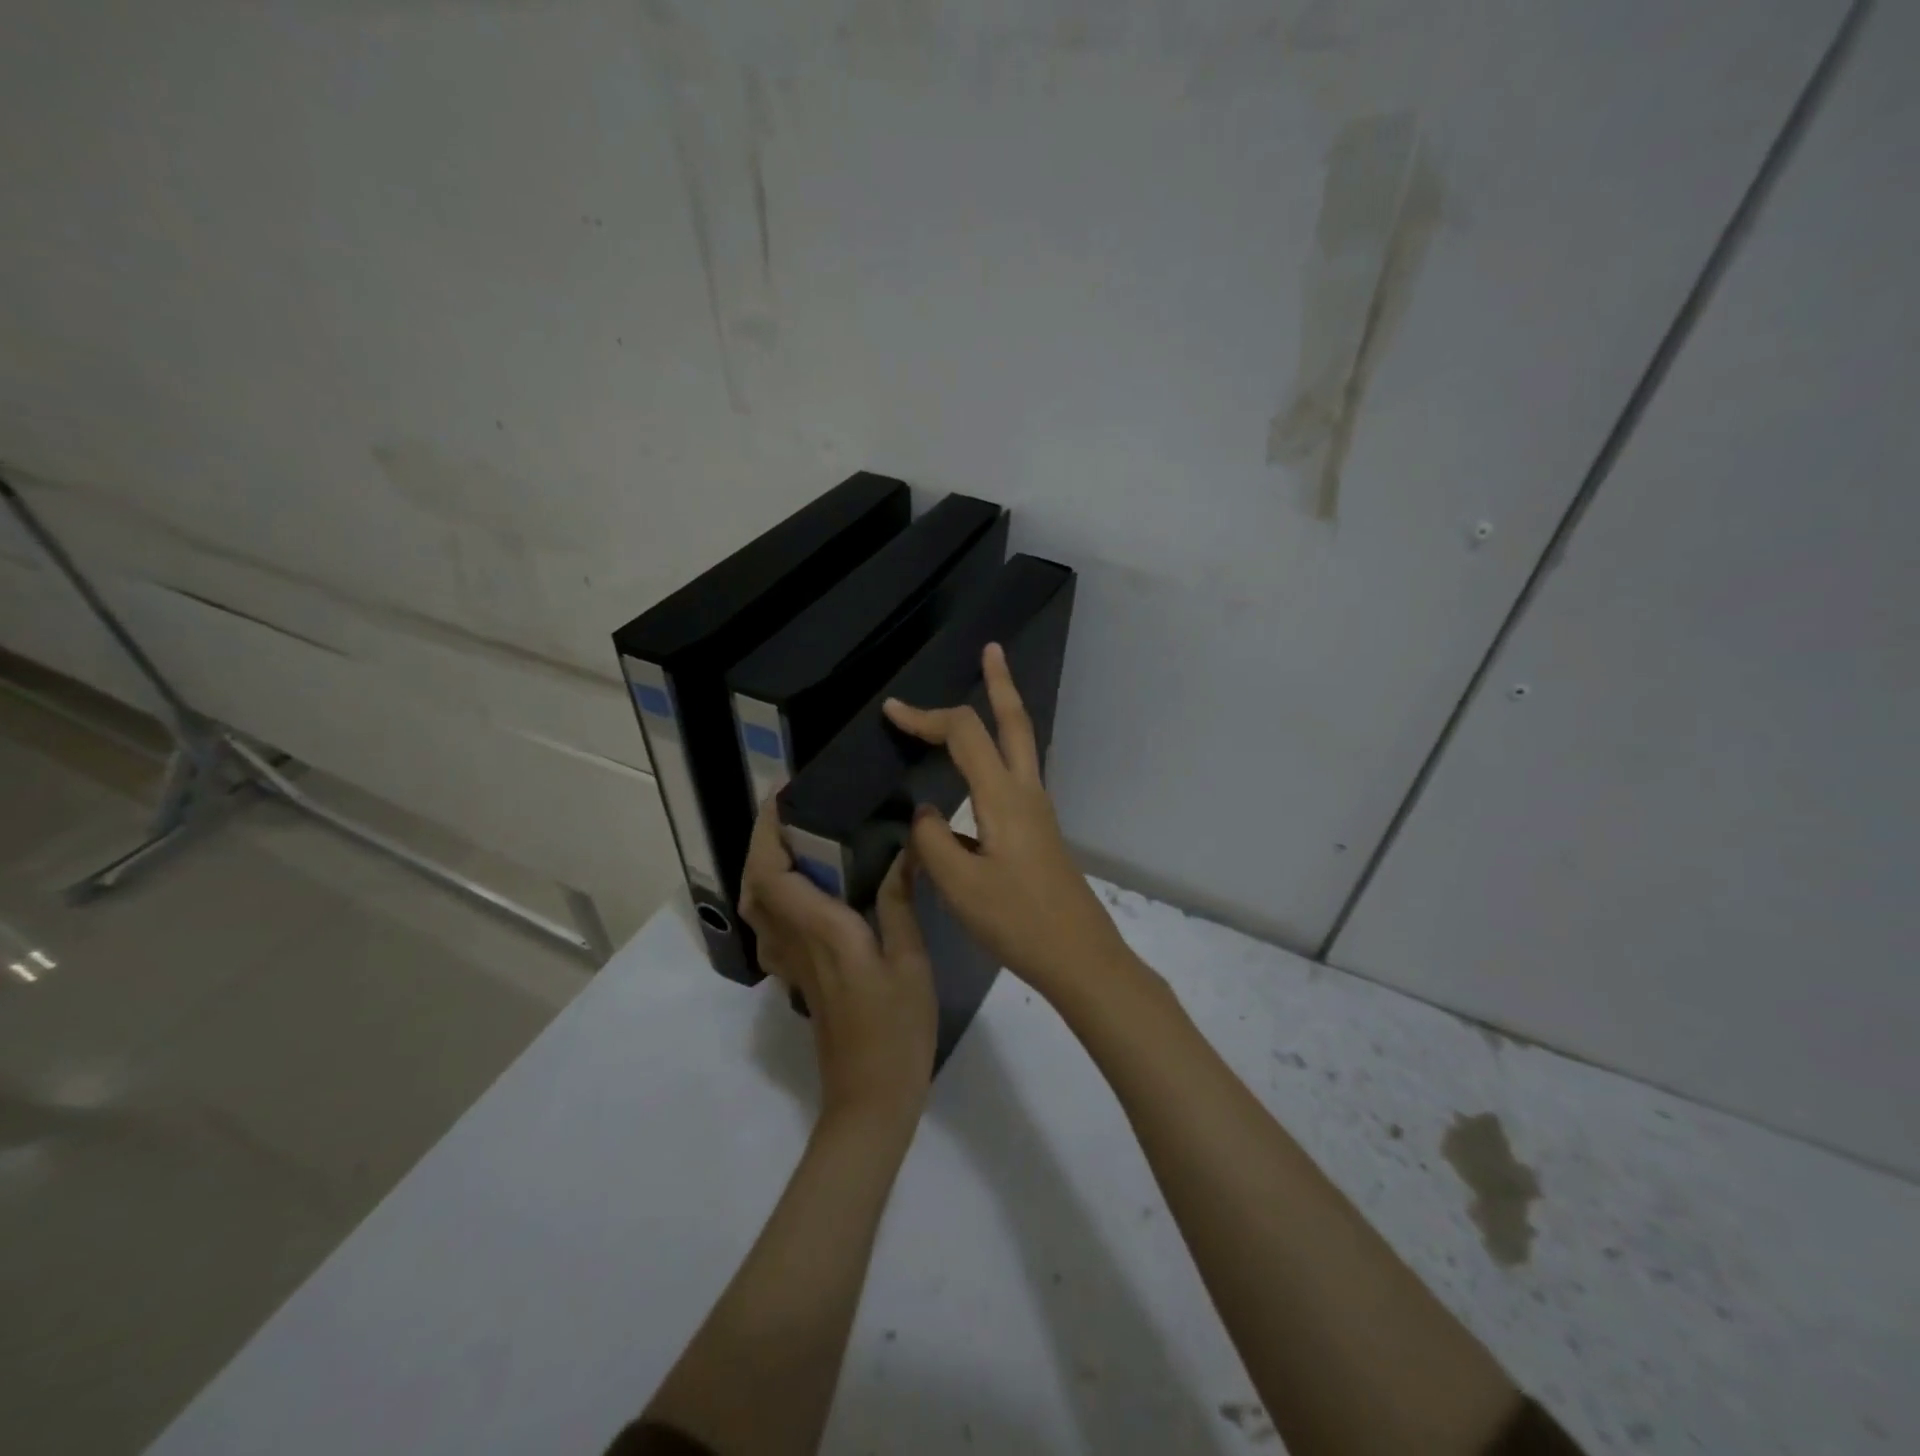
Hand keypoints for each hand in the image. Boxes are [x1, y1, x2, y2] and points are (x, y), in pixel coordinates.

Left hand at [738, 800, 937, 1125]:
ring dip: (762, 869)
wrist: (871, 1099)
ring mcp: (791, 966)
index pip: (774, 873)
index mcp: (822, 931)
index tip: (781, 796)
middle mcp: (795, 943)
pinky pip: (770, 930)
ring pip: (756, 909)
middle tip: (787, 813)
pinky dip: (772, 900)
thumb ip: (901, 902)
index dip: (768, 831)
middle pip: (755, 886)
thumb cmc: (898, 1028)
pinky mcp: (797, 981)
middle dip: (760, 843)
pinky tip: (803, 894)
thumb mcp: (910, 960)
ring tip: (793, 843)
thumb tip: (908, 848)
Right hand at [883, 643, 1131, 1004]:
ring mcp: (1038, 812)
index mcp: (1004, 798)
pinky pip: (1016, 775)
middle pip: (1015, 723)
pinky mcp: (1038, 832)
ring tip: (986, 692)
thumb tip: (923, 813)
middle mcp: (1026, 793)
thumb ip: (932, 842)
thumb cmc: (1019, 921)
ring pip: (1020, 746)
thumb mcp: (960, 886)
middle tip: (992, 650)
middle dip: (1000, 683)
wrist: (1080, 957)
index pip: (964, 735)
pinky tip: (977, 775)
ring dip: (1003, 713)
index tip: (891, 711)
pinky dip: (998, 754)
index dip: (926, 717)